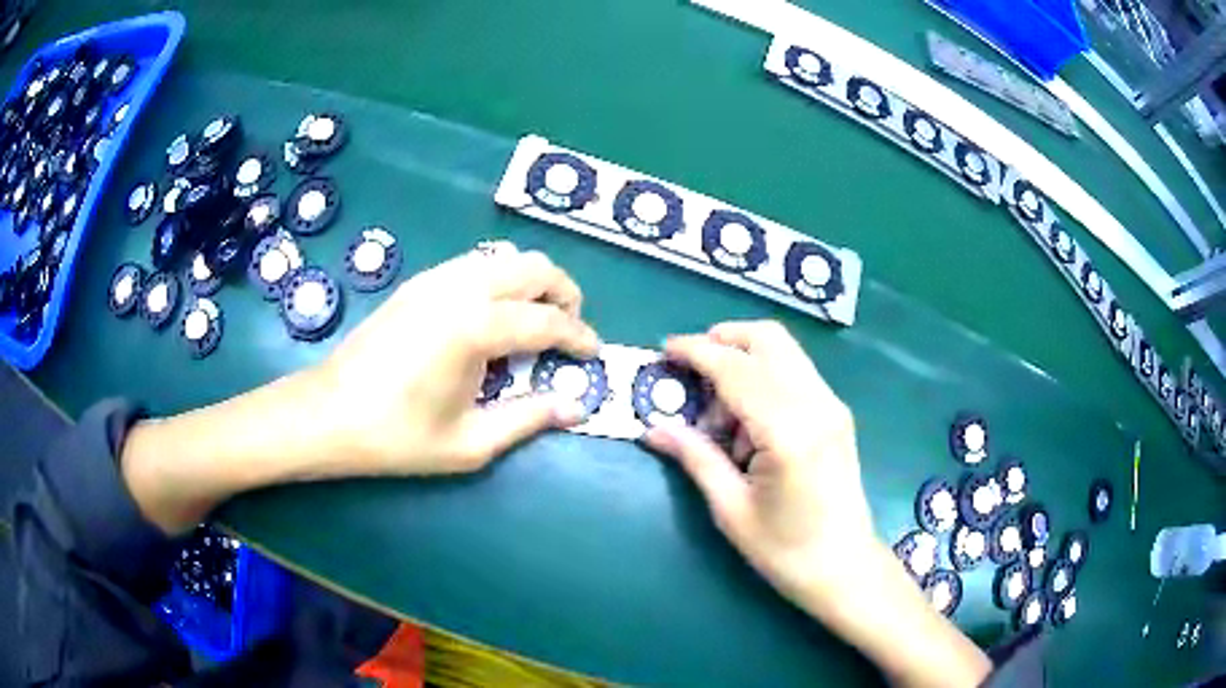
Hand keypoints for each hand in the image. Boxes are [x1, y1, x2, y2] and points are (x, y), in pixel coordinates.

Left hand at [317, 245, 598, 475]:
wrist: (329, 413)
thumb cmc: (398, 436)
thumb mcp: (470, 442)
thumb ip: (529, 418)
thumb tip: (576, 406)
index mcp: (477, 327)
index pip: (548, 320)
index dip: (579, 337)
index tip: (594, 355)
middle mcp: (462, 288)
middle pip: (535, 267)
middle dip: (565, 294)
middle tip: (568, 332)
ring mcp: (437, 278)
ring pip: (506, 257)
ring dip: (533, 282)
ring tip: (535, 322)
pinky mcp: (419, 282)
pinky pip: (476, 264)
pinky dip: (501, 280)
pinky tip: (492, 316)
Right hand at [643, 320, 873, 608]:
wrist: (844, 567)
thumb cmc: (784, 550)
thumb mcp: (731, 509)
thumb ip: (695, 457)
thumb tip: (653, 428)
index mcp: (787, 432)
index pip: (736, 369)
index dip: (696, 352)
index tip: (664, 350)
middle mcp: (816, 404)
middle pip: (768, 339)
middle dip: (723, 340)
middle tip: (690, 371)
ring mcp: (832, 405)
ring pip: (784, 351)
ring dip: (744, 362)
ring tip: (720, 417)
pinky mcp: (836, 413)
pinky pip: (794, 373)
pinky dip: (764, 379)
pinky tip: (748, 424)